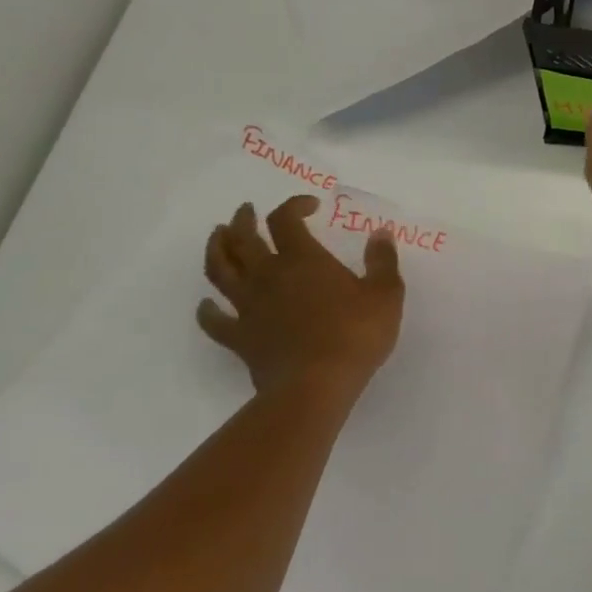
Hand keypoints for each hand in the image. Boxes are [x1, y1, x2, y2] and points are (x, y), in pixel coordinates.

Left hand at [197, 197, 403, 397]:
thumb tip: (381, 233)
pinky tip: (207, 305)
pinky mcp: (239, 337)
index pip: (286, 219)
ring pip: (220, 270)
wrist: (316, 385)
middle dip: (243, 220)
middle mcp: (268, 275)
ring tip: (218, 237)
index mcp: (303, 259)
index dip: (294, 205)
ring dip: (216, 249)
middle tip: (245, 211)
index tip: (310, 206)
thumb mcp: (385, 294)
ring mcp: (248, 306)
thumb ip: (382, 261)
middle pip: (243, 238)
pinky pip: (213, 320)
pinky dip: (207, 310)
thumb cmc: (355, 334)